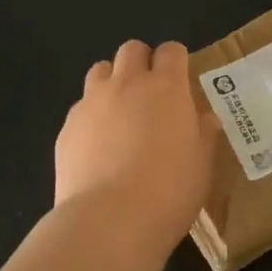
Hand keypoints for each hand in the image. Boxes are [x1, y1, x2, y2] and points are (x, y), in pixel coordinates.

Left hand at [54, 40, 219, 249]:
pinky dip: (91, 115)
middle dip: (142, 62)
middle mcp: (127, 85)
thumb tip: (205, 119)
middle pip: (131, 50)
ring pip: (100, 70)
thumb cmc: (169, 192)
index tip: (181, 81)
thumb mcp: (201, 166)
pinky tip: (98, 146)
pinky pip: (81, 107)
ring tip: (120, 113)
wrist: (110, 220)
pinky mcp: (67, 127)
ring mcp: (91, 103)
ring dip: (112, 81)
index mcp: (166, 89)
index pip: (171, 51)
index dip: (176, 61)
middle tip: (151, 93)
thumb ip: (203, 135)